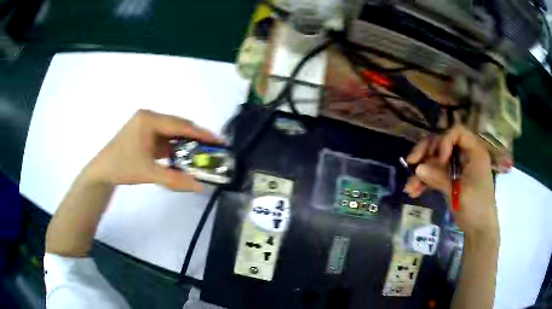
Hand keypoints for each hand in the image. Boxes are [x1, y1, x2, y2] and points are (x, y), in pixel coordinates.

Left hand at [84, 109, 220, 190]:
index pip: (180, 125)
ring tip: (202, 154)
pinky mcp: (145, 134)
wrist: (102, 171)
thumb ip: (175, 179)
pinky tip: (183, 156)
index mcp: (149, 120)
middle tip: (213, 149)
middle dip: (195, 138)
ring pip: (172, 132)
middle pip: (178, 126)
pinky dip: (175, 148)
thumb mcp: (149, 172)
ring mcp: (146, 125)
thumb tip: (199, 186)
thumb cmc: (122, 167)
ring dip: (185, 143)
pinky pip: (164, 139)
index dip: (201, 133)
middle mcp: (149, 117)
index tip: (218, 141)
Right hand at [404, 125, 498, 239]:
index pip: (457, 132)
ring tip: (409, 186)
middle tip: (411, 162)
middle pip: (442, 142)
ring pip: (435, 158)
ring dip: (421, 170)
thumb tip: (417, 168)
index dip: (444, 141)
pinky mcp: (451, 177)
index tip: (438, 160)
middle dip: (426, 152)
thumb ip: (439, 179)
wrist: (478, 229)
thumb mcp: (459, 193)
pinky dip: (424, 181)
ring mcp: (457, 166)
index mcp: (474, 152)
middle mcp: (465, 155)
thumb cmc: (475, 208)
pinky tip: (413, 191)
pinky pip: (435, 173)